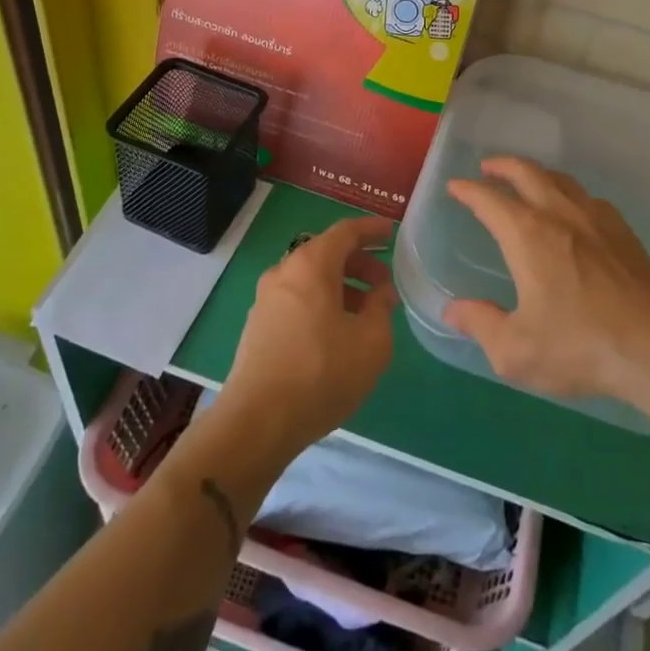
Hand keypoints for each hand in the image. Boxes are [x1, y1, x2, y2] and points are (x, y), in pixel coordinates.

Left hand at [212, 216, 398, 473]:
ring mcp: (266, 298)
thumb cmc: (322, 373)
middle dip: (359, 262)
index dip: (371, 229)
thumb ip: (381, 308)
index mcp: (311, 265)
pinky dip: (321, 301)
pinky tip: (337, 331)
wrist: (258, 421)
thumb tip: (382, 291)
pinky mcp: (258, 324)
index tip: (392, 232)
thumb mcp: (371, 342)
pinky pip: (297, 298)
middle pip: (326, 253)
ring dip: (341, 285)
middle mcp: (284, 271)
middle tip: (384, 283)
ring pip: (310, 278)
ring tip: (366, 311)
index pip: (345, 231)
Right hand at [444, 157, 649, 407]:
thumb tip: (453, 311)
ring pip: (560, 180)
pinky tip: (573, 209)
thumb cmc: (580, 346)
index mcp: (527, 235)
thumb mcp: (516, 350)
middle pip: (527, 172)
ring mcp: (596, 219)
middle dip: (503, 166)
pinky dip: (569, 193)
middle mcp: (559, 214)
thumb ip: (481, 325)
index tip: (455, 186)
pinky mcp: (624, 232)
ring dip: (537, 173)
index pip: (489, 199)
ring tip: (527, 180)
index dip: (468, 190)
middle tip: (488, 168)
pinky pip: (589, 198)